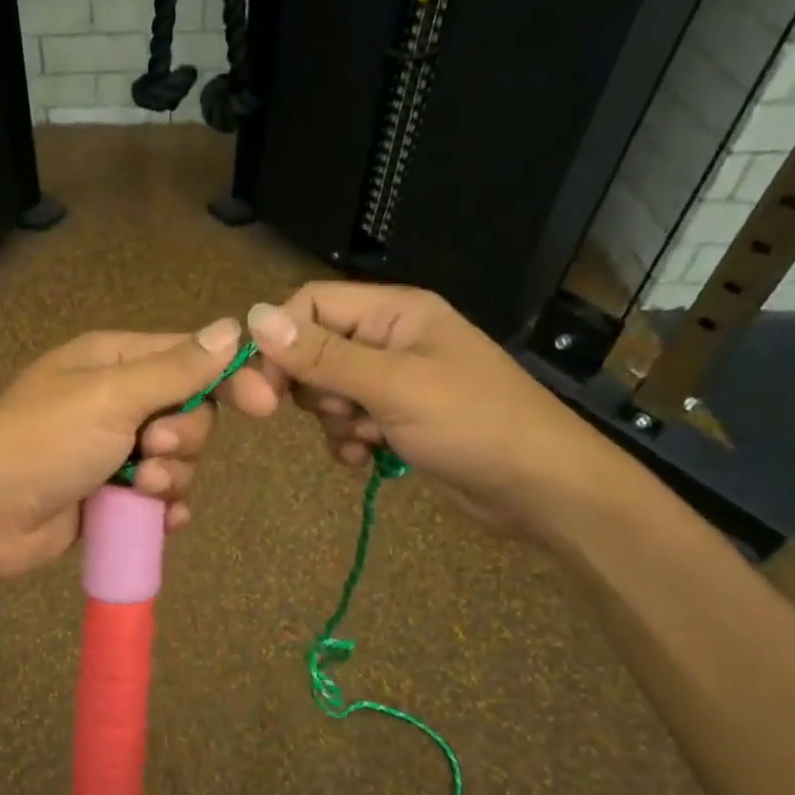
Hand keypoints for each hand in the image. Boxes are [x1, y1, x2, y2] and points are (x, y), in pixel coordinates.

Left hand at [0, 317, 279, 582]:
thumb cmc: (44, 440)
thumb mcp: (111, 395)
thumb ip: (175, 369)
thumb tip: (231, 327)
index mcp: (114, 360)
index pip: (191, 357)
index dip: (230, 377)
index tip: (264, 405)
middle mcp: (118, 399)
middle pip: (190, 412)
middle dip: (184, 437)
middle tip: (152, 449)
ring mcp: (114, 449)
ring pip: (179, 458)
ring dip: (171, 476)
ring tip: (138, 488)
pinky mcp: (111, 494)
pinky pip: (161, 497)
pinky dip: (165, 508)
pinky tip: (159, 520)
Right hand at [245, 284, 632, 540]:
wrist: (541, 489)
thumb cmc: (472, 423)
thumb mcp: (392, 386)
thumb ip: (322, 355)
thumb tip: (253, 317)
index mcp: (394, 312)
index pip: (311, 305)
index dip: (282, 340)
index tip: (264, 385)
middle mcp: (390, 339)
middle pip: (314, 350)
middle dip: (315, 389)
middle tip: (341, 413)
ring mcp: (394, 381)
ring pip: (327, 392)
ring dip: (334, 421)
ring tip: (367, 438)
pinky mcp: (398, 419)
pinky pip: (348, 422)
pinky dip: (349, 441)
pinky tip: (368, 459)